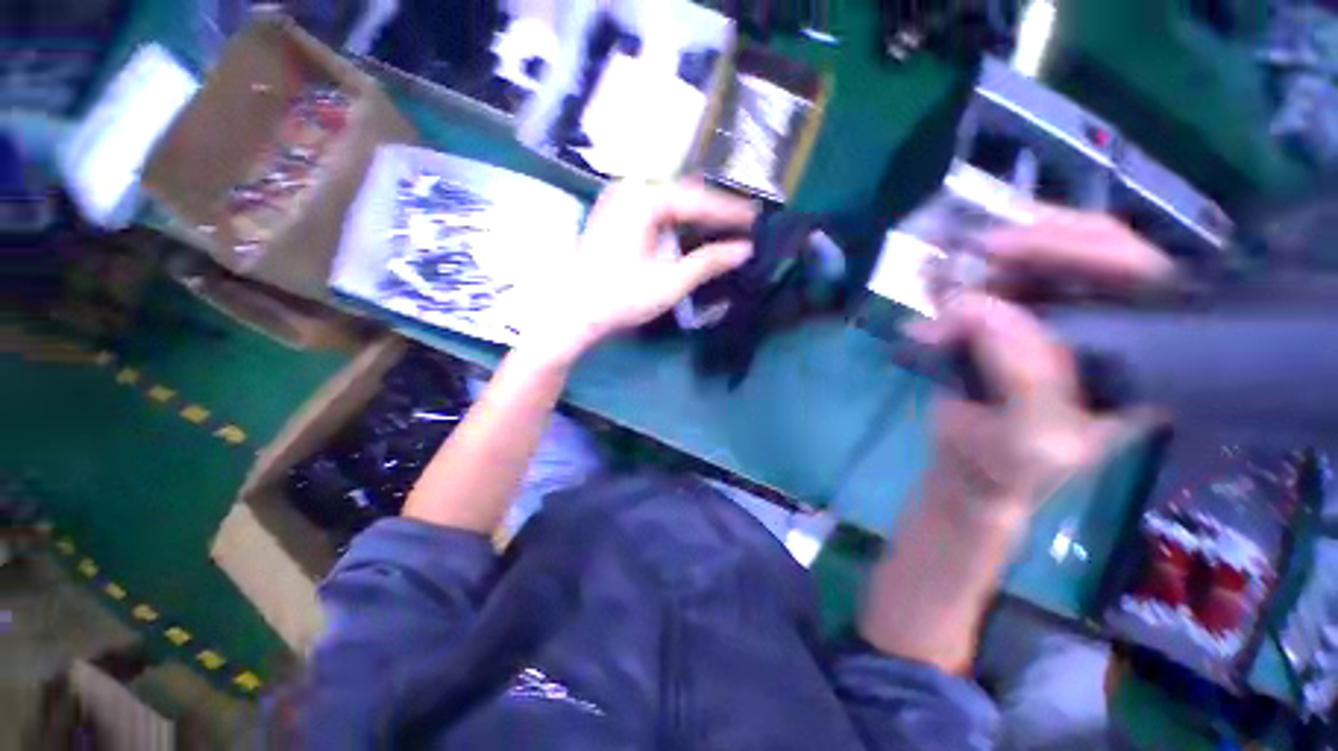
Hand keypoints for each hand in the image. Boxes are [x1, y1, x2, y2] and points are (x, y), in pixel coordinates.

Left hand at [521, 179, 756, 362]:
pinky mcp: (614, 215)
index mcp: (644, 199)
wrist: (574, 312)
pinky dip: (676, 221)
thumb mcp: (670, 282)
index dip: (728, 211)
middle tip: (743, 222)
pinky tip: (691, 231)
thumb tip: (745, 249)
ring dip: (696, 215)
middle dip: (714, 210)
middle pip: (683, 195)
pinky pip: (655, 210)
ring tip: (724, 226)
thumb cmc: (621, 298)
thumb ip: (709, 262)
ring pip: (669, 201)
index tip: (756, 218)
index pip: (697, 199)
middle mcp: (630, 189)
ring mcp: (619, 200)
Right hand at [913, 206, 1170, 523]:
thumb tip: (975, 306)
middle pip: (1093, 252)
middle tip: (970, 246)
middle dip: (1031, 240)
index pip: (1142, 276)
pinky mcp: (1012, 323)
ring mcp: (1059, 319)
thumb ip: (1022, 378)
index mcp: (1146, 358)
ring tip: (942, 266)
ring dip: (988, 256)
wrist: (968, 473)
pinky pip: (993, 283)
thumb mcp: (1028, 439)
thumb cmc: (1010, 467)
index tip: (1001, 247)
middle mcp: (1112, 326)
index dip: (1081, 248)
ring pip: (1038, 261)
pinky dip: (960, 278)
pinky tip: (933, 283)